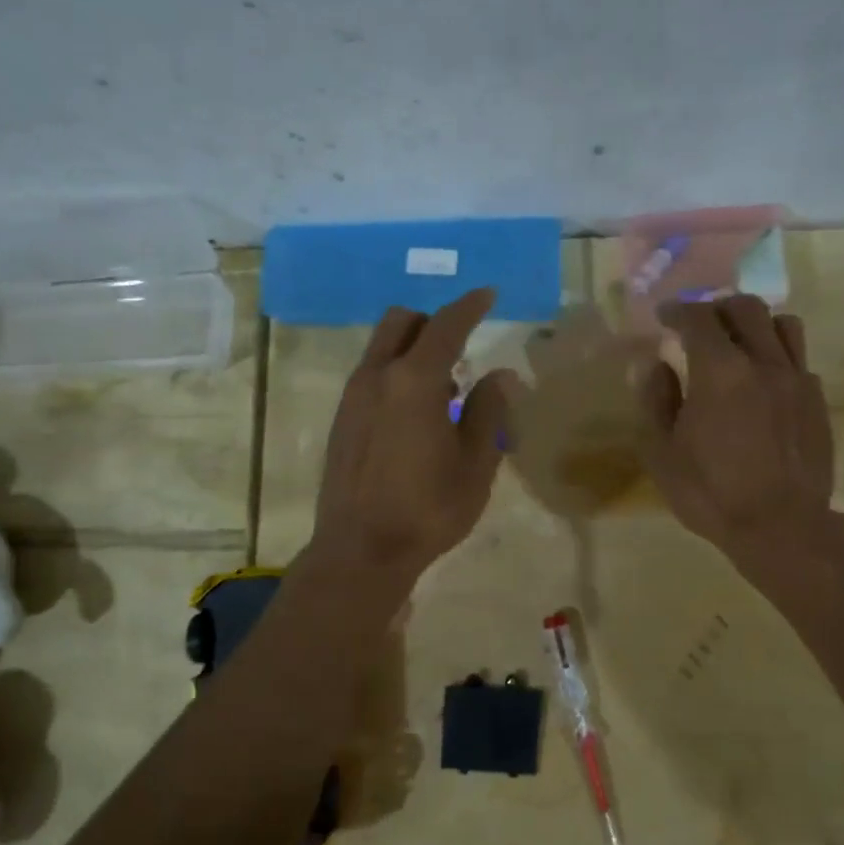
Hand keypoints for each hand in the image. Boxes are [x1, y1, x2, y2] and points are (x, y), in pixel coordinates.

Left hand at [309, 288, 516, 586]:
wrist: (361, 550)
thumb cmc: (428, 508)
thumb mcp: (476, 463)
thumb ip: (490, 410)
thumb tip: (501, 374)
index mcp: (414, 380)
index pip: (446, 325)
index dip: (470, 306)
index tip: (488, 294)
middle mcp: (377, 376)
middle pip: (402, 321)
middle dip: (433, 323)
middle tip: (462, 350)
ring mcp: (353, 397)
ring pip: (382, 348)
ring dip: (413, 351)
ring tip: (443, 391)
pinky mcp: (342, 420)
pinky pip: (371, 375)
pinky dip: (395, 374)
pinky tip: (414, 416)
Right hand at [639, 296, 835, 574]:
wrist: (782, 528)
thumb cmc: (711, 493)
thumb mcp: (662, 453)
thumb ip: (656, 400)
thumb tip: (655, 364)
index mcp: (720, 370)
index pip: (699, 318)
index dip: (678, 311)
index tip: (664, 317)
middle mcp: (764, 362)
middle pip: (746, 308)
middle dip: (717, 308)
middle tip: (699, 324)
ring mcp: (797, 380)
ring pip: (783, 325)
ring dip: (756, 324)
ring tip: (739, 343)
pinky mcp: (818, 402)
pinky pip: (799, 360)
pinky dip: (777, 357)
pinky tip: (764, 382)